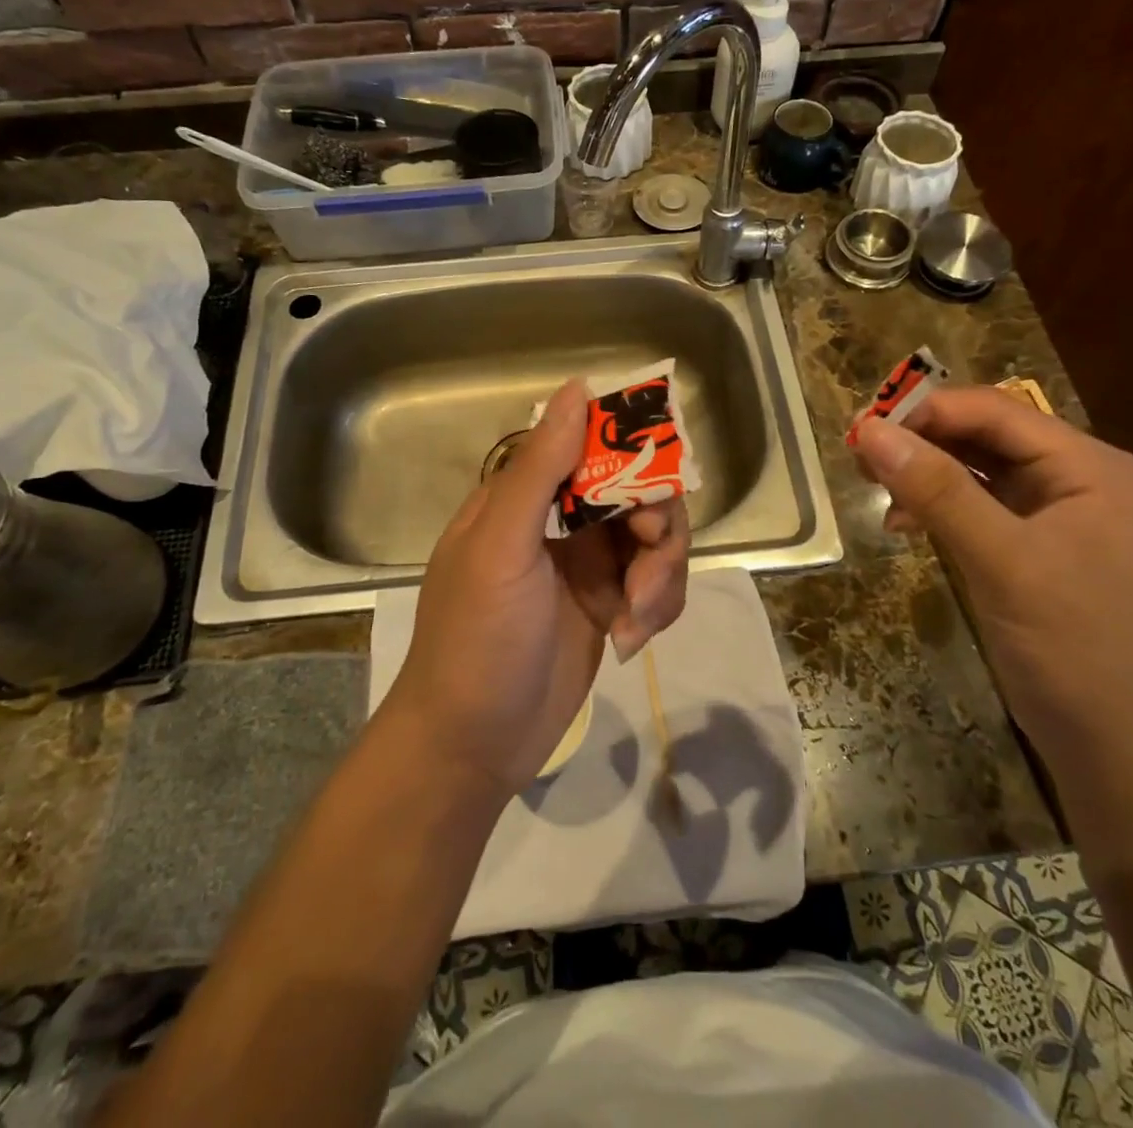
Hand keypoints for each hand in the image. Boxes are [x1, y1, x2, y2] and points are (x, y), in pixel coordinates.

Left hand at [383, 379, 691, 796]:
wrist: (471, 746)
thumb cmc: (476, 639)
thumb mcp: (502, 548)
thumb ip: (540, 468)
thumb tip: (576, 387)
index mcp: (525, 495)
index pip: (591, 444)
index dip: (633, 452)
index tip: (657, 479)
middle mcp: (559, 520)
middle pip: (638, 491)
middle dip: (655, 528)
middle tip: (646, 565)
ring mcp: (587, 565)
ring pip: (655, 540)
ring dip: (661, 575)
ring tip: (636, 619)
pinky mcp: (609, 606)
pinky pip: (656, 585)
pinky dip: (658, 607)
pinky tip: (631, 642)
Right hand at [851, 386, 1132, 766]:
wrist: (1126, 753)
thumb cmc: (1075, 646)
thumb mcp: (1002, 560)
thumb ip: (937, 489)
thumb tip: (870, 430)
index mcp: (1090, 467)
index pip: (996, 412)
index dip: (925, 412)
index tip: (861, 429)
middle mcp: (1079, 480)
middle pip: (988, 436)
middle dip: (923, 441)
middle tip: (859, 458)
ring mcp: (1061, 518)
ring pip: (980, 472)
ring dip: (927, 474)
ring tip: (876, 490)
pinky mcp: (1040, 552)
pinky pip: (982, 509)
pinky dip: (941, 508)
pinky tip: (907, 524)